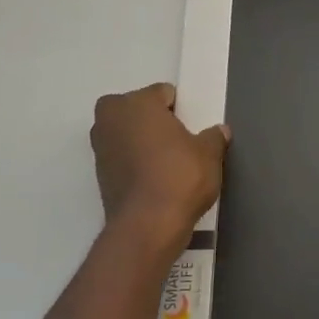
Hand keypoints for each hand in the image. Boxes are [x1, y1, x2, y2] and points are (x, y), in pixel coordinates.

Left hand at [91, 83, 228, 255]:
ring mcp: (100, 148)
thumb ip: (214, 137)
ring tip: (170, 163)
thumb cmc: (180, 176)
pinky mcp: (99, 175)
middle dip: (155, 121)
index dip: (181, 109)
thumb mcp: (209, 154)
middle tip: (180, 142)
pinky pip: (123, 158)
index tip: (193, 127)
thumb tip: (219, 131)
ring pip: (127, 134)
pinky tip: (157, 180)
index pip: (162, 93)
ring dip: (143, 143)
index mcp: (135, 103)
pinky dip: (136, 164)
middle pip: (138, 110)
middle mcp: (110, 119)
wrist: (148, 225)